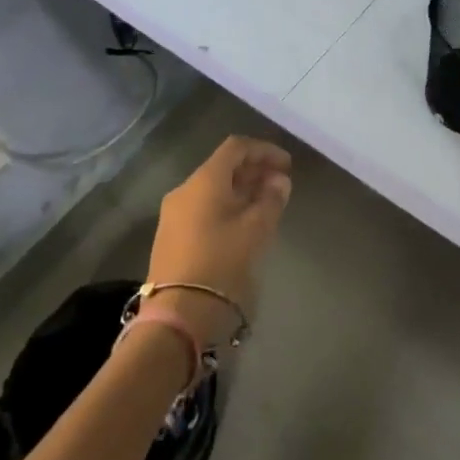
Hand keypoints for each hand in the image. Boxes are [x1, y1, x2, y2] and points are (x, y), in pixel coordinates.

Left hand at [147, 136, 292, 346]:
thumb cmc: (221, 262)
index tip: (288, 166)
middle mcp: (185, 189)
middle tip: (281, 185)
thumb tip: (279, 181)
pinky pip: (203, 207)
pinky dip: (227, 205)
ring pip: (213, 188)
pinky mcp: (171, 235)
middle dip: (254, 171)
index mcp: (204, 180)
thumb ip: (271, 199)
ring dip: (241, 190)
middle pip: (223, 167)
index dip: (264, 150)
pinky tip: (244, 223)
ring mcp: (174, 213)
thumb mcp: (256, 230)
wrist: (177, 312)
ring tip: (266, 204)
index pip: (236, 148)